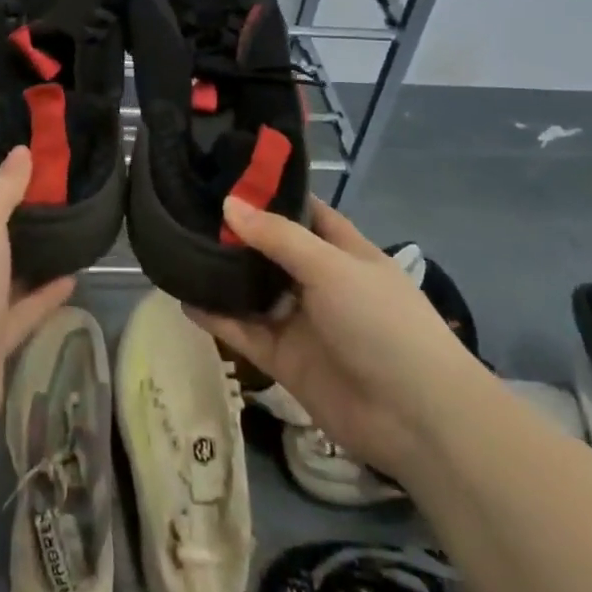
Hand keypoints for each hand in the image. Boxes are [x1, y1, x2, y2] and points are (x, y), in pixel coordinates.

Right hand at [188, 198, 481, 482]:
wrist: (416, 419)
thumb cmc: (382, 323)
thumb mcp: (331, 267)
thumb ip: (278, 237)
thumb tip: (229, 204)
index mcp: (342, 250)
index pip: (302, 210)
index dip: (269, 193)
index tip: (225, 172)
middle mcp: (319, 281)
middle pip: (270, 249)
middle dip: (235, 233)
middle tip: (186, 206)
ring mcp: (301, 321)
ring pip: (253, 290)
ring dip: (221, 274)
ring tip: (175, 247)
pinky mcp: (285, 359)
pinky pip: (244, 331)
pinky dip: (217, 318)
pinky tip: (183, 298)